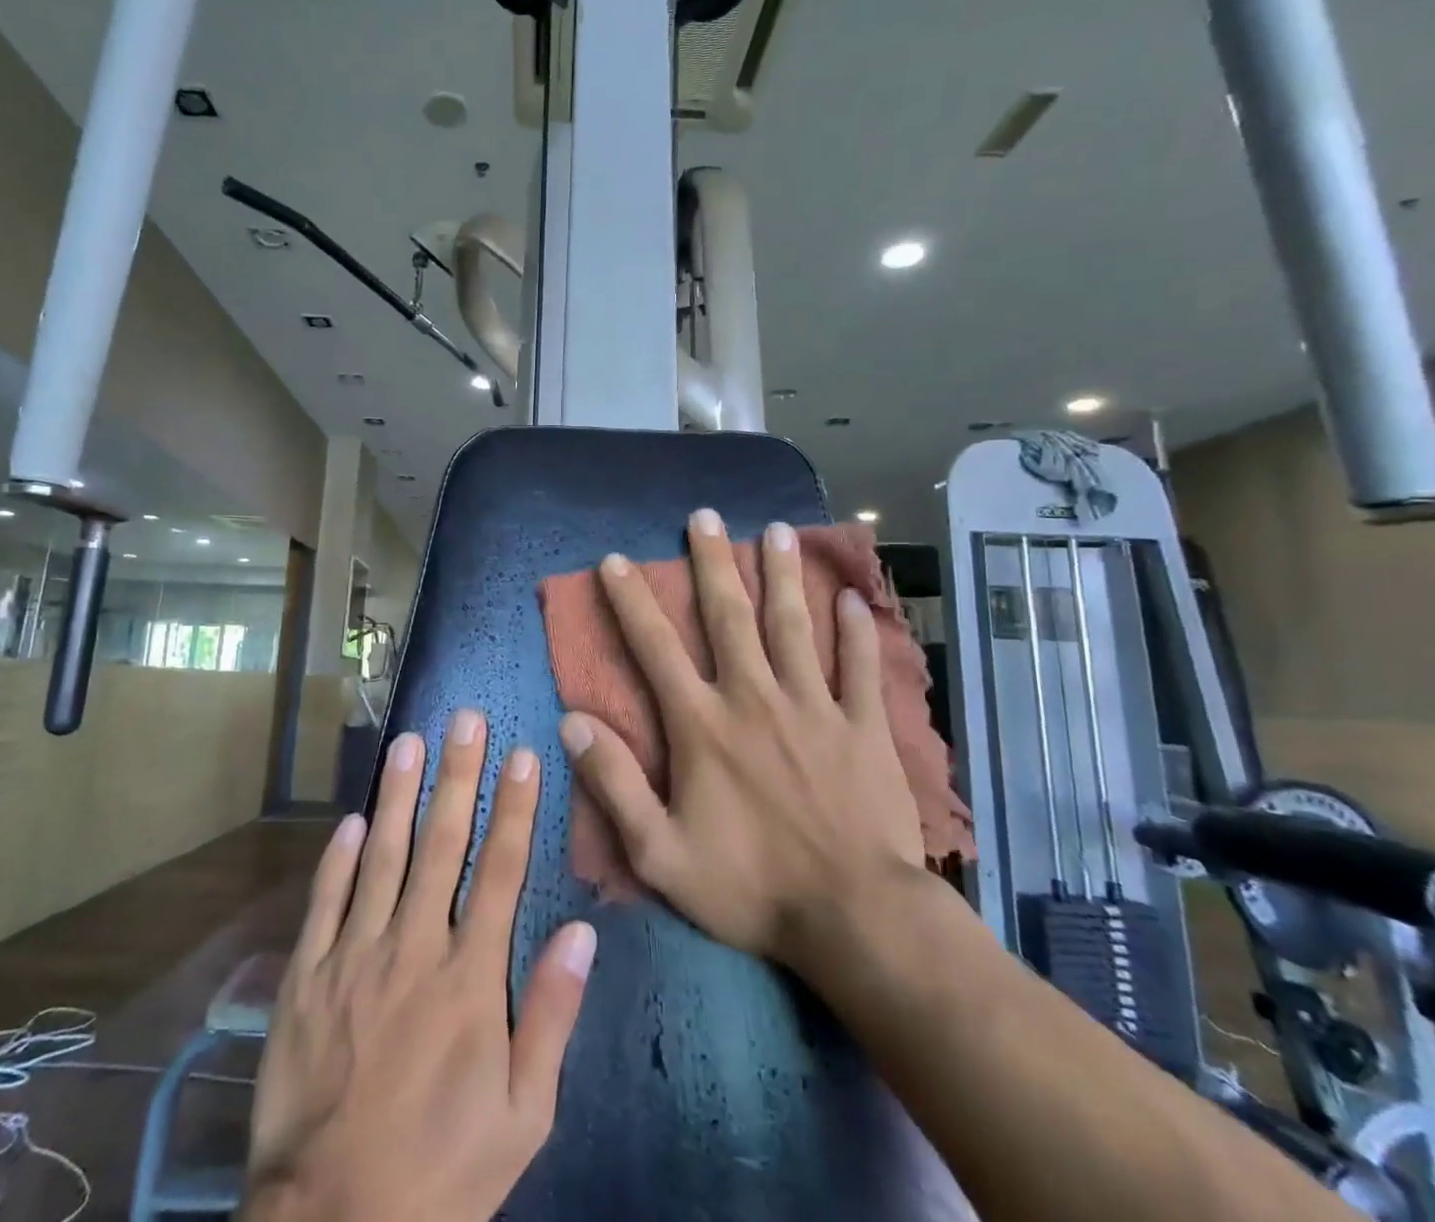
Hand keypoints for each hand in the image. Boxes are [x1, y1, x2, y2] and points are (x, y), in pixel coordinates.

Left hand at [243, 709, 597, 1221]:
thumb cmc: (442, 1170)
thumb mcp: (524, 1115)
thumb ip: (551, 1016)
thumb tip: (582, 933)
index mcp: (469, 977)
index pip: (501, 869)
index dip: (514, 806)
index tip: (523, 753)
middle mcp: (413, 947)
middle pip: (442, 844)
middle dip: (456, 775)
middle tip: (464, 718)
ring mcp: (354, 957)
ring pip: (381, 856)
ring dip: (397, 795)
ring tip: (408, 741)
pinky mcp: (306, 978)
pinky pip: (324, 903)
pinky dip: (338, 858)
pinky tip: (350, 820)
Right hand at [558, 510, 925, 969]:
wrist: (855, 918)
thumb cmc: (751, 886)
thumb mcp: (660, 854)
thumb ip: (615, 785)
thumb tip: (572, 724)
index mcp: (703, 724)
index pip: (656, 648)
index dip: (631, 601)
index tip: (616, 560)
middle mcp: (755, 698)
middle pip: (729, 616)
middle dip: (712, 562)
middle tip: (704, 516)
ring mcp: (814, 706)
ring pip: (795, 626)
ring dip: (783, 575)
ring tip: (777, 530)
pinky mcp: (862, 726)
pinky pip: (860, 668)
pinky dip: (858, 632)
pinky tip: (854, 599)